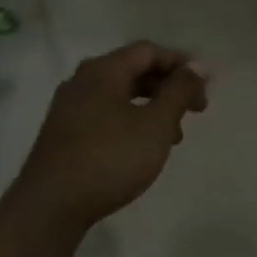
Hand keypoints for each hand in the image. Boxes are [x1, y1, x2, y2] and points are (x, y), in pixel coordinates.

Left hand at [14, 41, 209, 228]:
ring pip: (120, 95)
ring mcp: (69, 108)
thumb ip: (179, 92)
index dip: (180, 63)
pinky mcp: (64, 133)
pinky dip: (131, 121)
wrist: (51, 205)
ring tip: (174, 136)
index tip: (204, 86)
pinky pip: (105, 114)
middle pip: (133, 70)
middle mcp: (82, 81)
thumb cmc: (111, 158)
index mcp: (103, 70)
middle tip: (196, 110)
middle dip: (168, 87)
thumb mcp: (156, 124)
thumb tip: (198, 66)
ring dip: (152, 107)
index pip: (148, 51)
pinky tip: (142, 148)